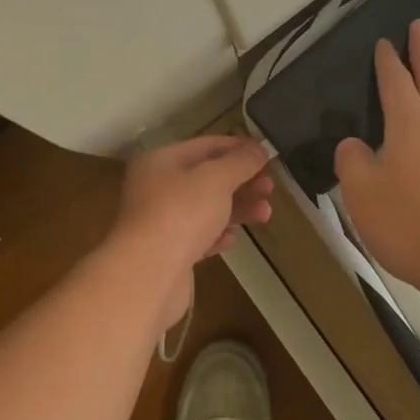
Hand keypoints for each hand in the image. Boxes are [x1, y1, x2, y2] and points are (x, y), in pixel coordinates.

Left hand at [111, 136, 272, 327]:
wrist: (150, 274)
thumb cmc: (182, 212)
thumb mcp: (217, 178)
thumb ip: (240, 162)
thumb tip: (259, 149)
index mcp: (160, 161)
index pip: (205, 145)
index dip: (237, 147)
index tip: (266, 154)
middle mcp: (156, 187)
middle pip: (206, 178)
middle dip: (241, 181)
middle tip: (270, 187)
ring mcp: (159, 222)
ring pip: (205, 209)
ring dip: (236, 209)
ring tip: (266, 214)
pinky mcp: (167, 253)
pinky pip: (197, 237)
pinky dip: (217, 235)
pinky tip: (233, 239)